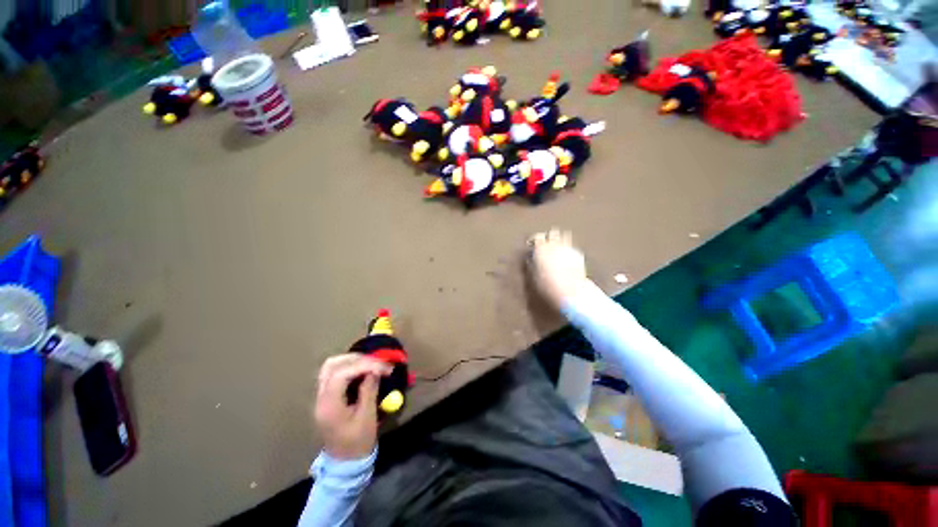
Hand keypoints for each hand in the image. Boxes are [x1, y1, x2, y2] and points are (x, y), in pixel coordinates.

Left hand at [314, 354, 391, 459]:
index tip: (382, 366)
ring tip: (370, 364)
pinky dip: (349, 367)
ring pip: (331, 367)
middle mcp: (321, 398)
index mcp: (329, 406)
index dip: (363, 365)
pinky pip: (334, 374)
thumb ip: (369, 390)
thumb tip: (376, 370)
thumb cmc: (358, 443)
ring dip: (351, 361)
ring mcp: (321, 398)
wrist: (345, 464)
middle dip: (356, 359)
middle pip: (332, 365)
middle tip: (377, 362)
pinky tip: (363, 370)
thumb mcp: (367, 417)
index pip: (341, 374)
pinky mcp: (326, 398)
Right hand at [528, 228, 590, 309]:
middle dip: (548, 237)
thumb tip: (531, 259)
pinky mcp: (578, 255)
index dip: (534, 240)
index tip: (532, 245)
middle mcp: (555, 245)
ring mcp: (568, 248)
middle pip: (552, 233)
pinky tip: (567, 260)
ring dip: (560, 241)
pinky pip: (571, 248)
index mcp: (542, 248)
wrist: (570, 292)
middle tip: (545, 245)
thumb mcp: (533, 276)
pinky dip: (568, 251)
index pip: (536, 236)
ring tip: (557, 250)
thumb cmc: (547, 286)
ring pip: (564, 236)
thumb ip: (532, 264)